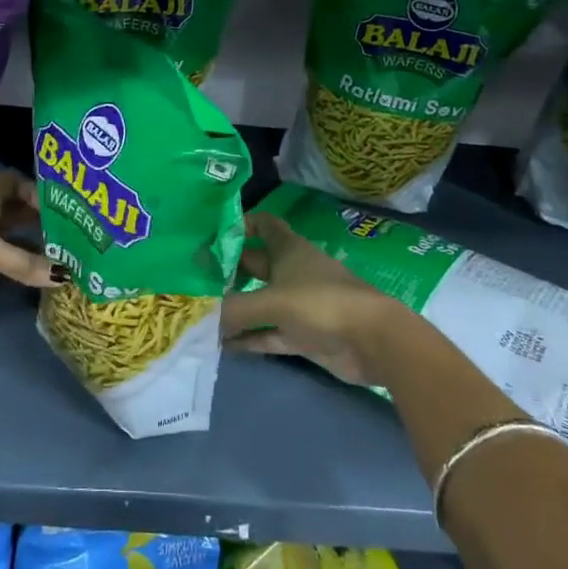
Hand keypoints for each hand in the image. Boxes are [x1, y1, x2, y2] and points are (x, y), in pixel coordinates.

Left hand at [0, 170, 54, 304]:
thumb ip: (23, 262)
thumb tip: (64, 276)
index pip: (12, 182)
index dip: (33, 190)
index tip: (56, 206)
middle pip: (9, 211)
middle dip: (33, 220)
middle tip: (63, 233)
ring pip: (0, 237)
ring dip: (21, 245)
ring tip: (52, 256)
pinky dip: (6, 267)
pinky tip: (24, 275)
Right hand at [221, 212, 424, 385]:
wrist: (372, 342)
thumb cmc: (321, 304)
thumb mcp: (273, 302)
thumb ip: (235, 309)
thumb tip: (201, 315)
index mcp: (288, 249)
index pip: (264, 224)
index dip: (241, 224)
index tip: (213, 234)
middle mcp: (292, 272)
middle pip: (255, 264)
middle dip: (228, 271)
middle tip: (194, 280)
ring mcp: (299, 305)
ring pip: (260, 302)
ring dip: (236, 309)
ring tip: (201, 315)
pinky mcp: (303, 335)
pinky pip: (269, 333)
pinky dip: (249, 338)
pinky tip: (223, 345)